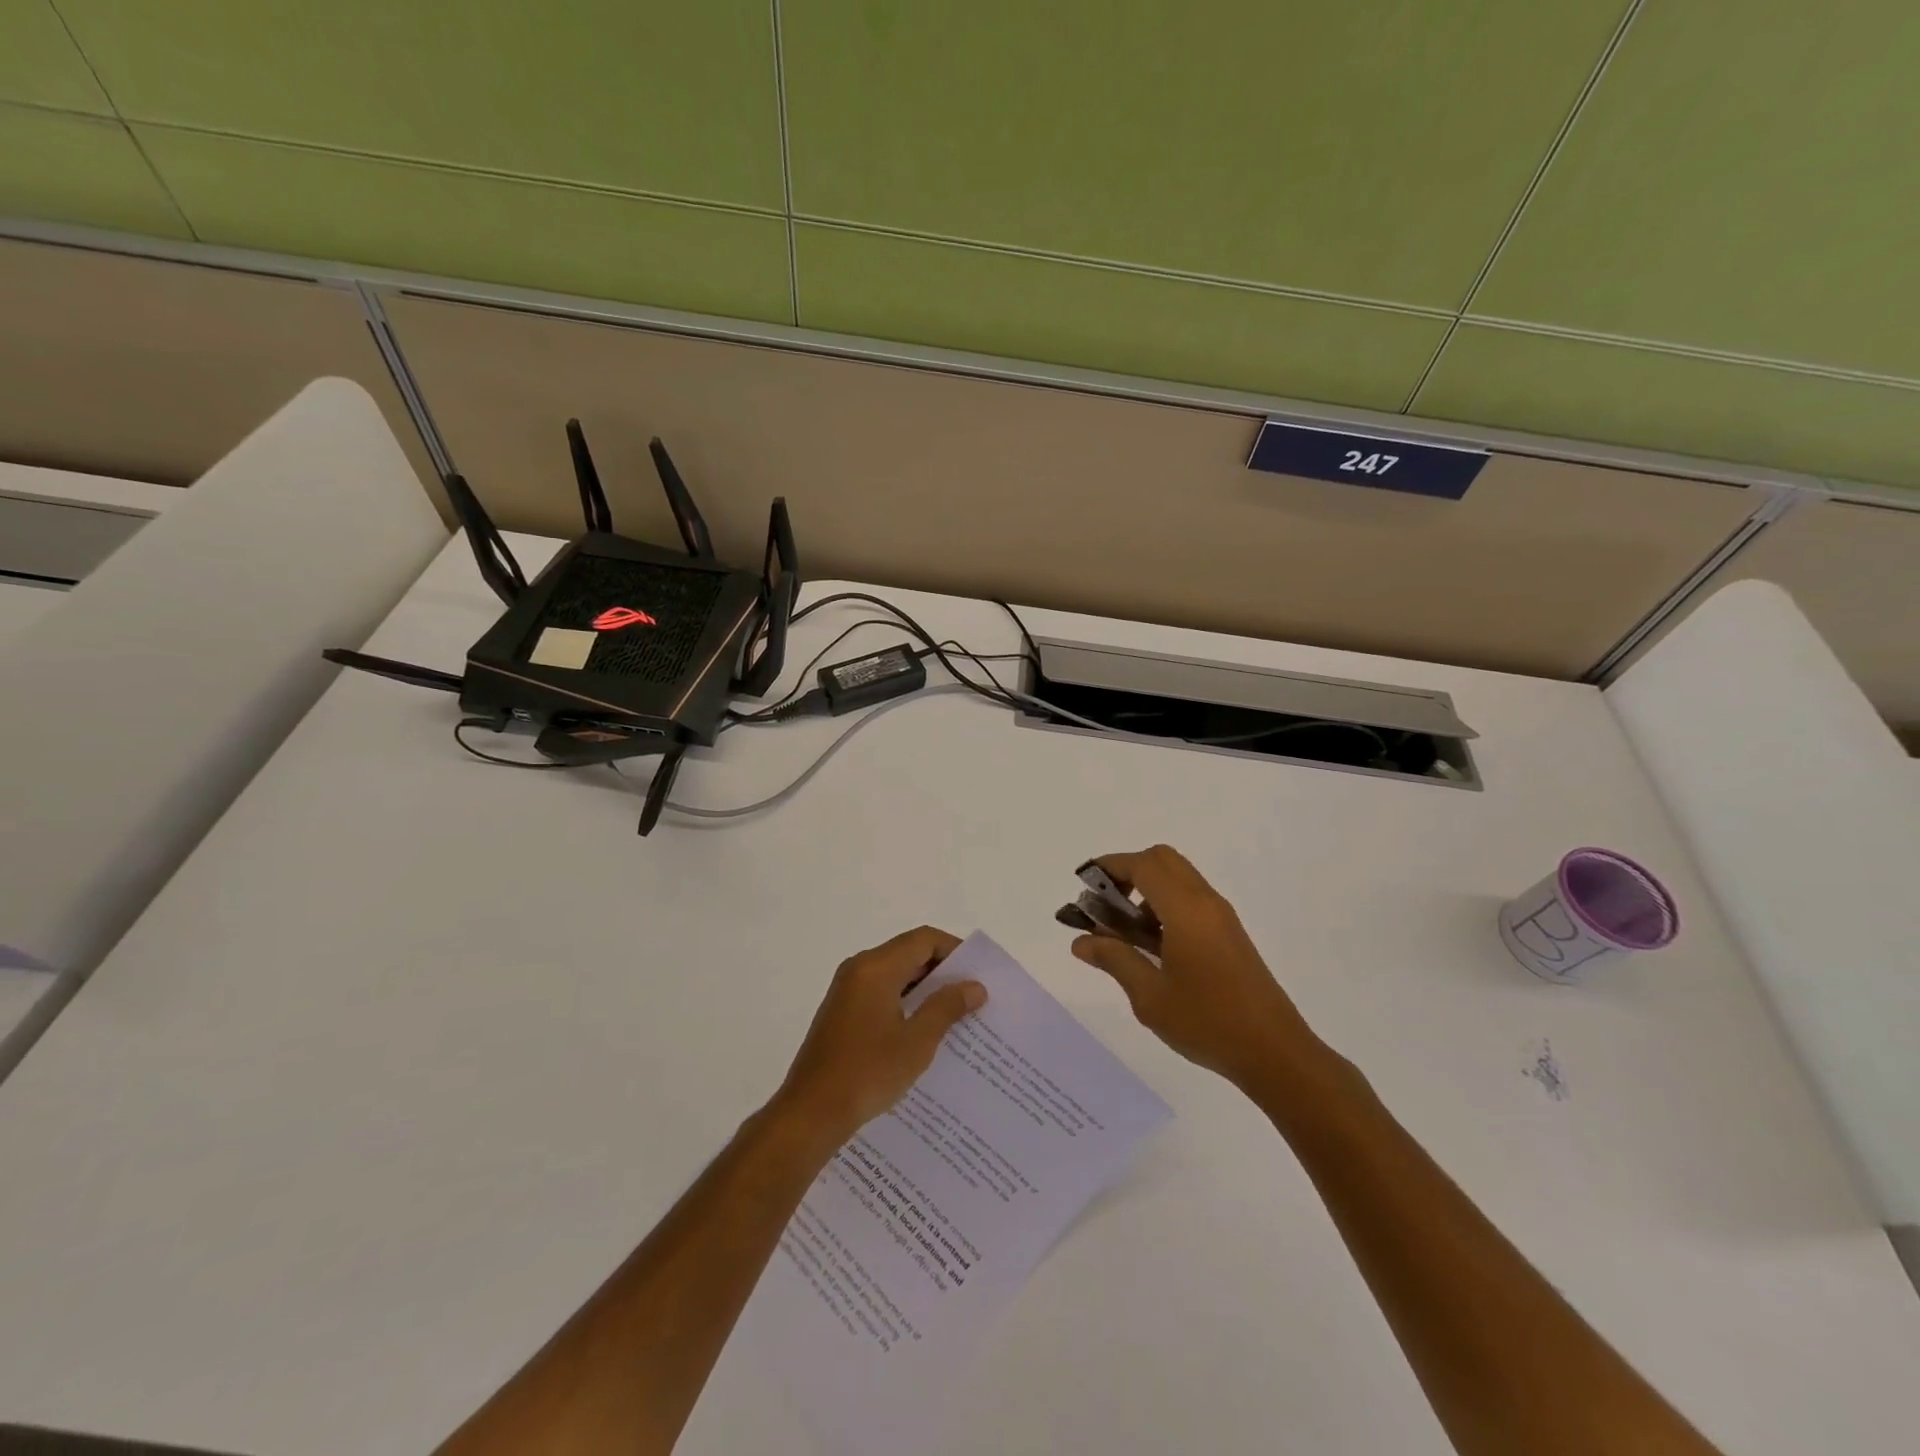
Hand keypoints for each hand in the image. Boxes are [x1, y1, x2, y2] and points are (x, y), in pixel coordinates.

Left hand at [769, 926, 986, 1150]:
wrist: (811, 1113)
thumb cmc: (868, 1072)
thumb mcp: (917, 1041)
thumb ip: (947, 1007)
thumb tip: (974, 986)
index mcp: (876, 967)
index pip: (923, 940)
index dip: (955, 950)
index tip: (979, 974)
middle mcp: (859, 969)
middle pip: (909, 953)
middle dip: (943, 971)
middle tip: (974, 995)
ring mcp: (847, 990)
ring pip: (895, 974)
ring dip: (925, 989)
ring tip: (956, 1015)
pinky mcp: (842, 1012)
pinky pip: (881, 992)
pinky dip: (906, 1002)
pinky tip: (924, 1031)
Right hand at [1072, 845, 1322, 1089]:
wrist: (1276, 1052)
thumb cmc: (1208, 1023)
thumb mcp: (1150, 996)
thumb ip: (1114, 959)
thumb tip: (1081, 941)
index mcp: (1186, 910)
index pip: (1143, 865)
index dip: (1109, 866)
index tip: (1083, 884)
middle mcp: (1206, 902)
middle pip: (1162, 860)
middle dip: (1127, 871)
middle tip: (1104, 904)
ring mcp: (1221, 917)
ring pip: (1177, 879)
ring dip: (1145, 890)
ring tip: (1123, 933)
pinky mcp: (1229, 934)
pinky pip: (1190, 900)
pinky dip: (1163, 906)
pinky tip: (1151, 947)